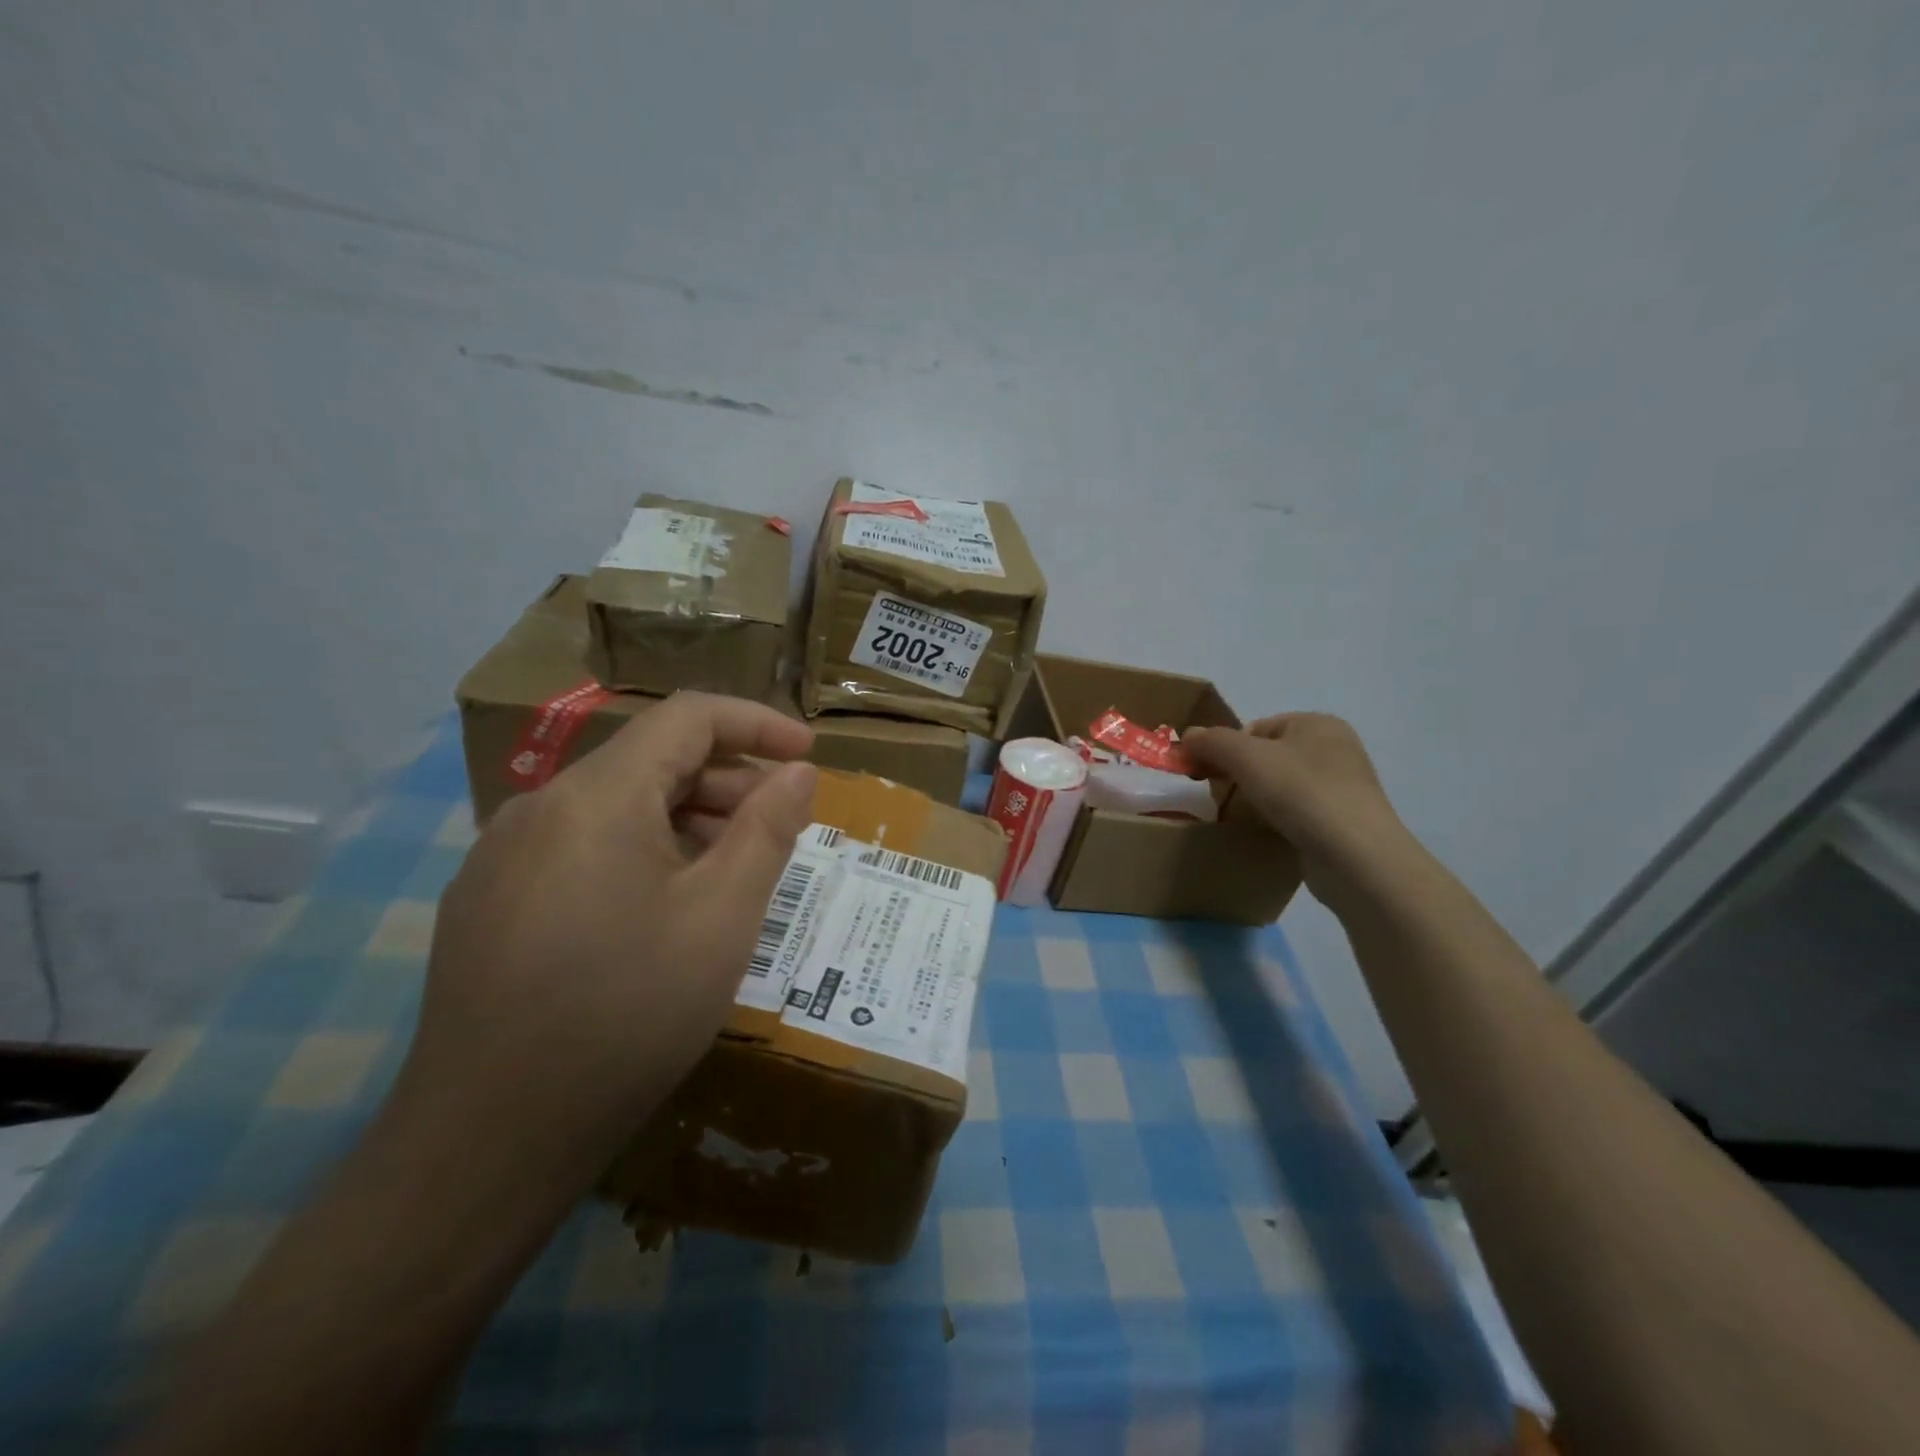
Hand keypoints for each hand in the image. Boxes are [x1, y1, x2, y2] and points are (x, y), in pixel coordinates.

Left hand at [396, 692, 816, 1172]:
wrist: (488, 1141)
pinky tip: (665, 909)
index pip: (687, 717)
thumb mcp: (723, 918)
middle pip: (651, 760)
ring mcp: (504, 855)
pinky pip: (581, 846)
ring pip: (616, 806)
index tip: (808, 755)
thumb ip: (768, 830)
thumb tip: (797, 772)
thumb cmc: (628, 1014)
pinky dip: (641, 851)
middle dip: (728, 781)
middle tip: (781, 828)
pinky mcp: (489, 900)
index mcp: (596, 797)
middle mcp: (539, 807)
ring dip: (686, 820)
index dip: (757, 724)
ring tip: (733, 872)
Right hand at [1185, 713, 1408, 900]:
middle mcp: (1335, 749)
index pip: (1255, 728)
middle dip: (1238, 775)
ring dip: (1256, 800)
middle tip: (1220, 798)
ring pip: (1280, 786)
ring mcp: (1342, 787)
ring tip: (1242, 818)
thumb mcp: (1246, 757)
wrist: (1356, 858)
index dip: (1225, 749)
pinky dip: (1277, 820)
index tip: (1208, 776)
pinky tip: (1267, 834)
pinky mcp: (1341, 822)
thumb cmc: (1302, 793)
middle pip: (1266, 756)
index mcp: (1318, 723)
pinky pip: (1296, 813)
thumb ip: (1212, 741)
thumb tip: (1188, 736)